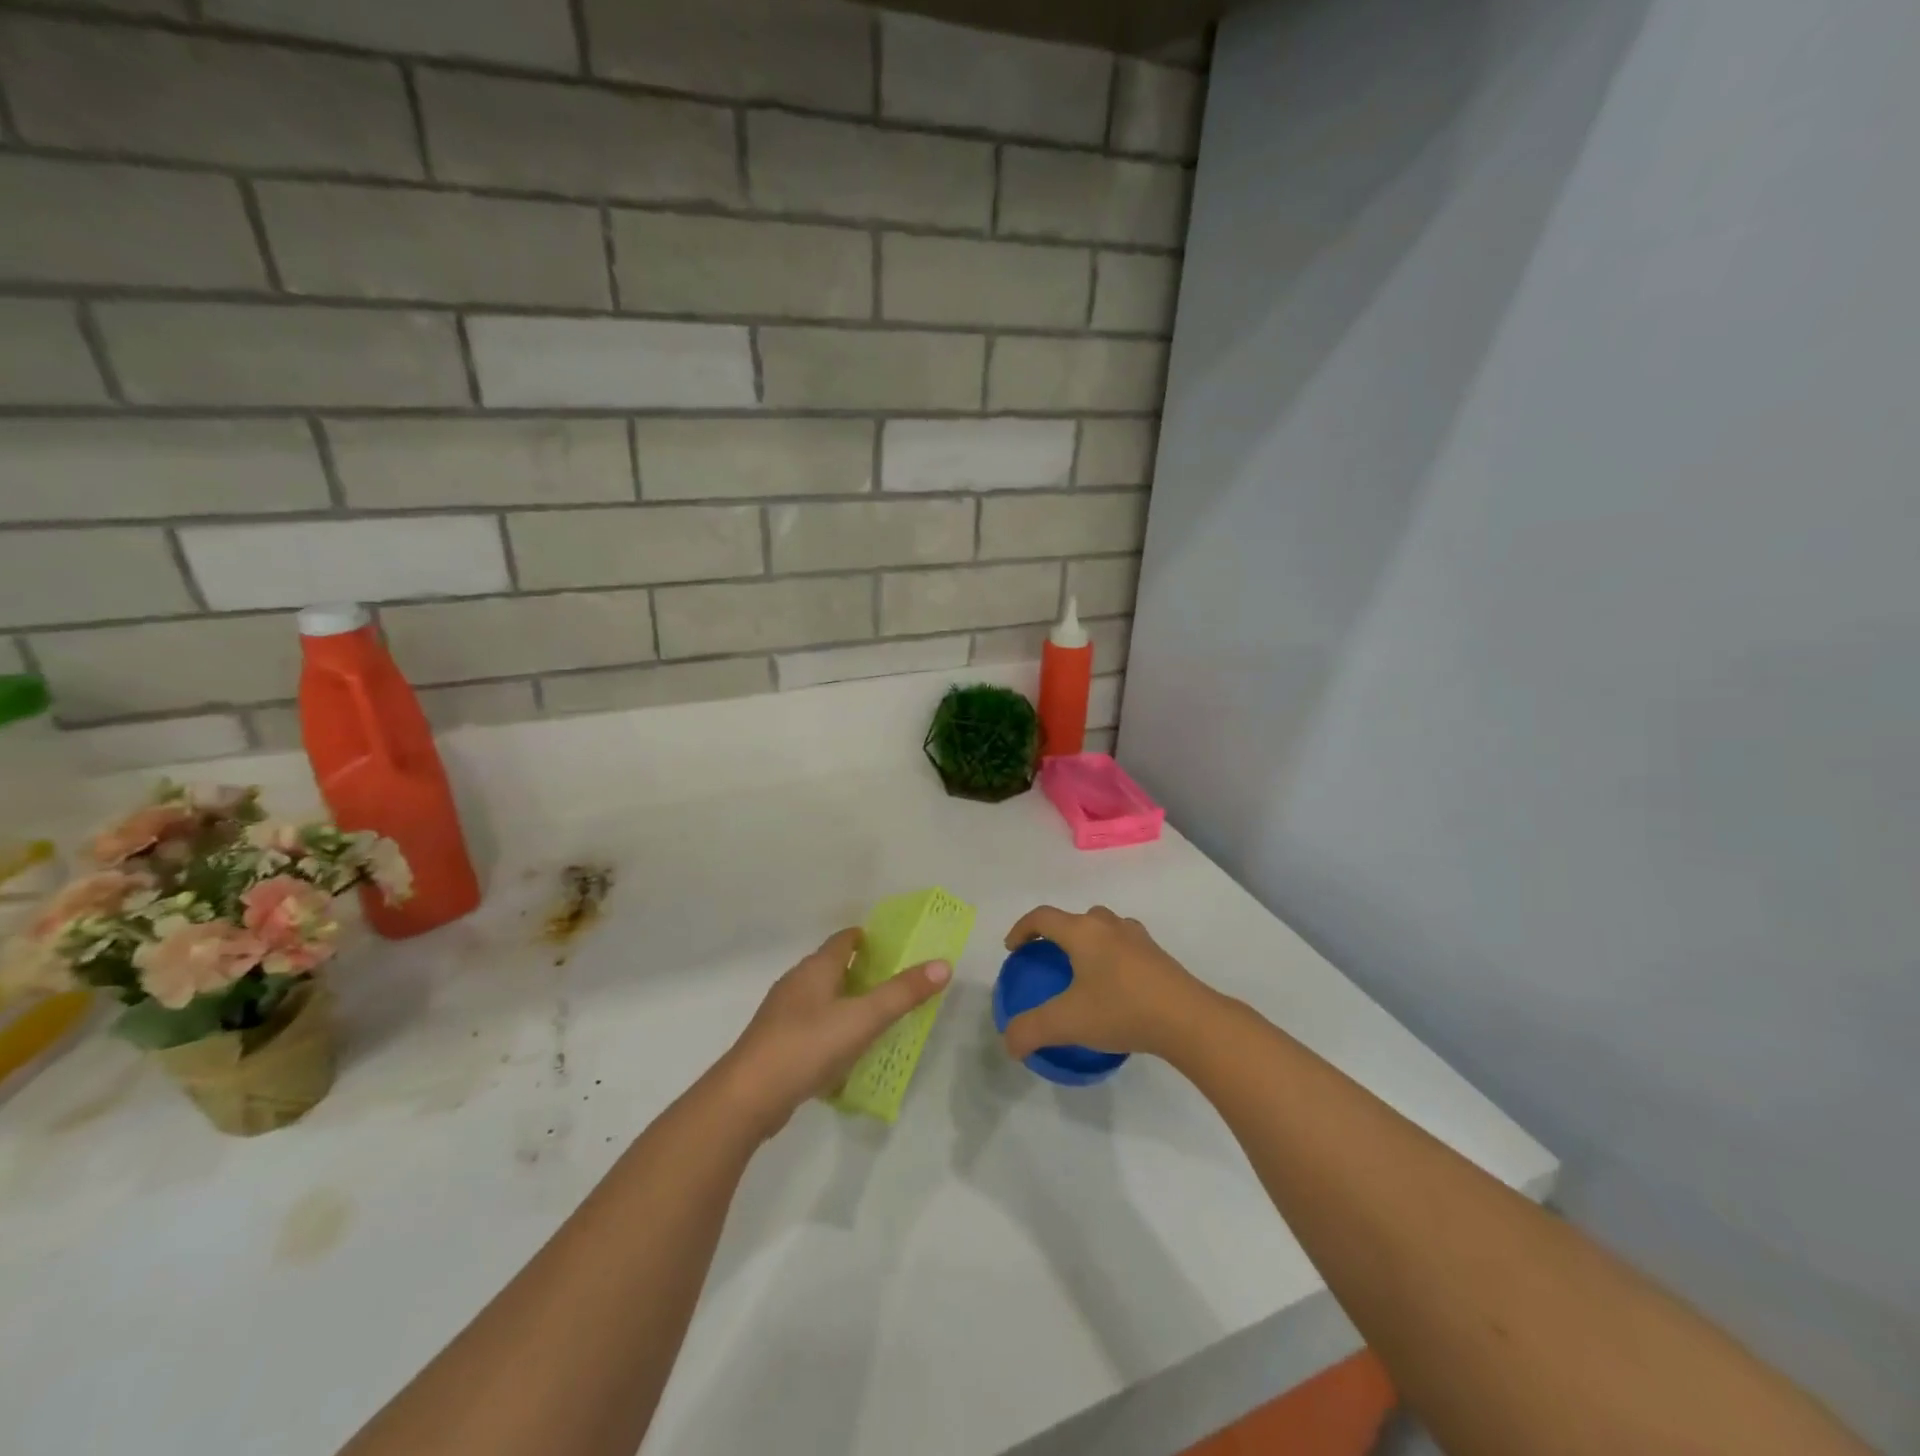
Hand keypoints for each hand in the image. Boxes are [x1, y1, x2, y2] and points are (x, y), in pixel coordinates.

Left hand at [713, 928, 950, 1137]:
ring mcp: (783, 1015)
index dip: (868, 939)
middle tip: (896, 983)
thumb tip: (943, 964)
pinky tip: (847, 1052)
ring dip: (847, 1002)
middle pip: (833, 967)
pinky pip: (812, 1027)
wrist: (747, 1097)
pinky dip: (832, 1030)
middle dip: (862, 971)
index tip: (894, 947)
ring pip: (821, 998)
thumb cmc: (807, 1046)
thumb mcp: (863, 1019)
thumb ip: (903, 993)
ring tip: (877, 1017)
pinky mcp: (776, 1045)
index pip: (844, 940)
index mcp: (816, 969)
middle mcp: (796, 984)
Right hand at [1000, 905, 1211, 1061]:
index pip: (1043, 917)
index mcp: (1083, 931)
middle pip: (1074, 919)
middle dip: (1055, 934)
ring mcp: (1137, 937)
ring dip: (1085, 942)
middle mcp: (1108, 925)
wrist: (1188, 1019)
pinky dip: (1109, 956)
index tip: (1012, 950)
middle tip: (1046, 960)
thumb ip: (1031, 1030)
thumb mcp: (1069, 1023)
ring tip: (1080, 972)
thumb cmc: (1122, 1010)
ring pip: (1102, 928)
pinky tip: (1113, 987)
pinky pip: (1122, 945)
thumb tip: (1009, 1041)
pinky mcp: (1157, 955)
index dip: (1022, 929)